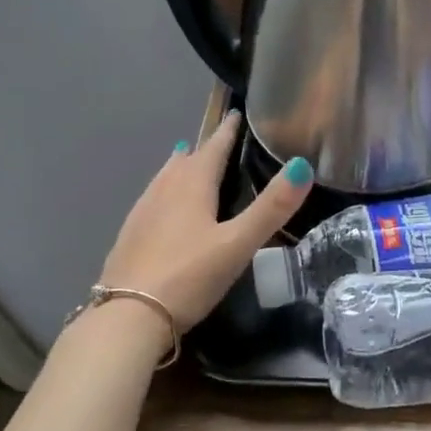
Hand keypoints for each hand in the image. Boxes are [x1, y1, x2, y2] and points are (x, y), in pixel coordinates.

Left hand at [97, 112, 312, 329]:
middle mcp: (164, 191)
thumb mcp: (238, 243)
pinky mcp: (130, 237)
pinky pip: (152, 200)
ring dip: (180, 167)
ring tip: (187, 159)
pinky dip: (165, 192)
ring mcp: (142, 213)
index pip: (213, 148)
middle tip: (220, 140)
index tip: (236, 114)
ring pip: (164, 179)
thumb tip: (302, 165)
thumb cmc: (189, 276)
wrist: (128, 316)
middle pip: (186, 161)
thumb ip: (271, 208)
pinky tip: (164, 207)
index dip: (227, 131)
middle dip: (204, 148)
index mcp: (192, 186)